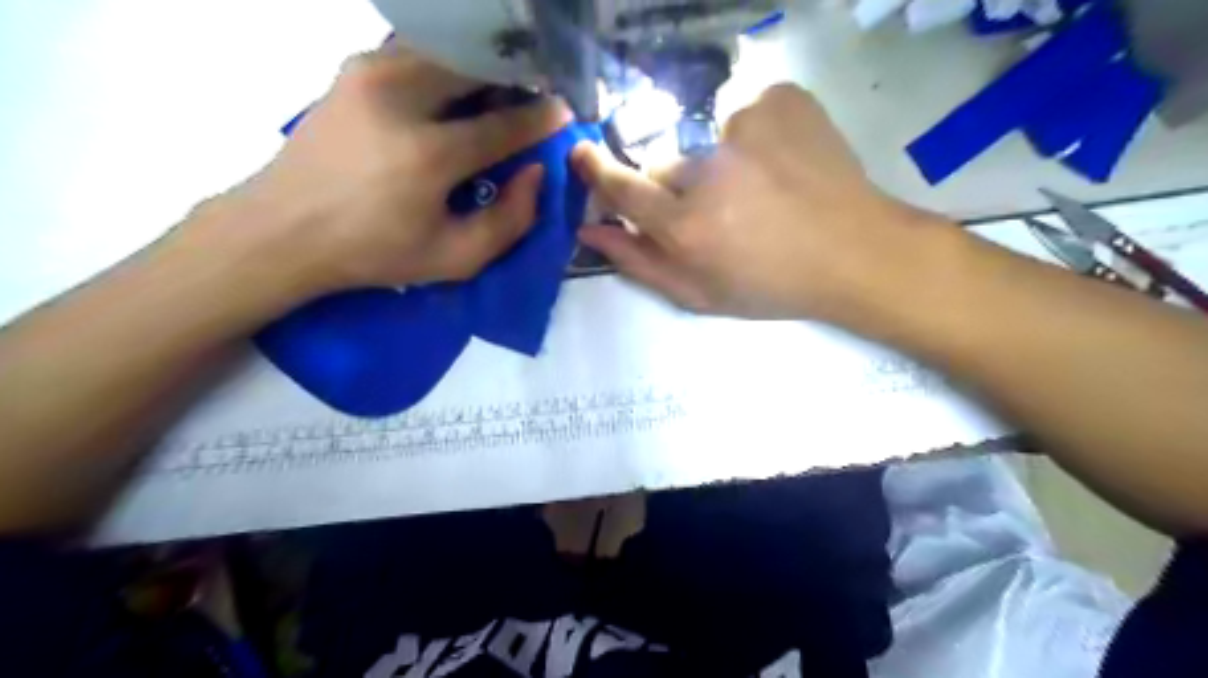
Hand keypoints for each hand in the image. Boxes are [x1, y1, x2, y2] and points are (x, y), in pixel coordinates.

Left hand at [185, 44, 570, 303]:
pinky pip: (417, 53)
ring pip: (449, 52)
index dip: (542, 117)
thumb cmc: (376, 252)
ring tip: (499, 92)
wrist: (284, 229)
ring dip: (482, 69)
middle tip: (534, 95)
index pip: (505, 123)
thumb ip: (510, 221)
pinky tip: (456, 89)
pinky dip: (447, 65)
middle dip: (515, 79)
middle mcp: (401, 98)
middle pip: (479, 69)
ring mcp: (371, 73)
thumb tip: (536, 173)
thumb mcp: (455, 259)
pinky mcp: (353, 68)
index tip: (565, 111)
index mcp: (429, 154)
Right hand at [573, 82, 948, 326]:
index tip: (583, 154)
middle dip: (677, 188)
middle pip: (666, 166)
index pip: (622, 187)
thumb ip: (638, 262)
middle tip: (718, 212)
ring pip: (705, 142)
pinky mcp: (780, 100)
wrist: (855, 252)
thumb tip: (589, 230)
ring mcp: (747, 128)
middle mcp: (710, 172)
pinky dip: (753, 139)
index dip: (597, 170)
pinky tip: (781, 167)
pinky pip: (744, 116)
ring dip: (719, 164)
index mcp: (687, 227)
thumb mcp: (699, 295)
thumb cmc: (772, 285)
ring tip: (758, 192)